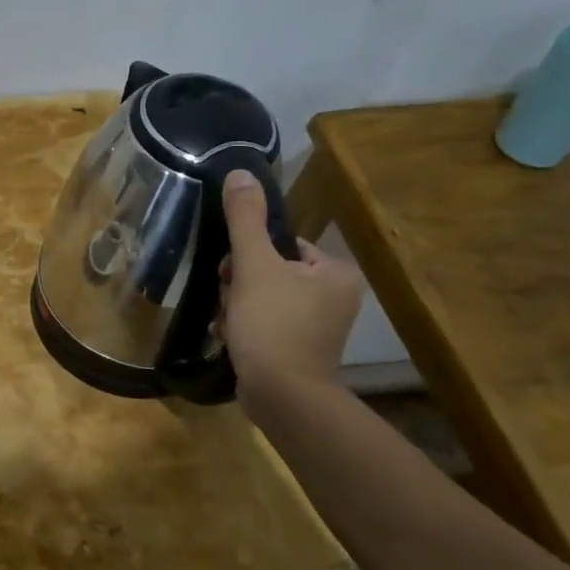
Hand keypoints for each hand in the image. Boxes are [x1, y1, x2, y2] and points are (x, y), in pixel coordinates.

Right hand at [219, 170, 363, 382]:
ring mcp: (318, 326)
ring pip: (261, 297)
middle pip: (270, 270)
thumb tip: (240, 172)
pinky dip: (245, 327)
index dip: (250, 255)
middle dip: (241, 285)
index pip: (283, 244)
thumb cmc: (273, 325)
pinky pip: (264, 322)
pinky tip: (234, 338)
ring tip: (233, 324)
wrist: (282, 397)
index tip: (236, 274)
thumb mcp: (255, 265)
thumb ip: (245, 219)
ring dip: (237, 306)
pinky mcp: (299, 349)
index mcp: (336, 273)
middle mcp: (335, 297)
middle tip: (234, 302)